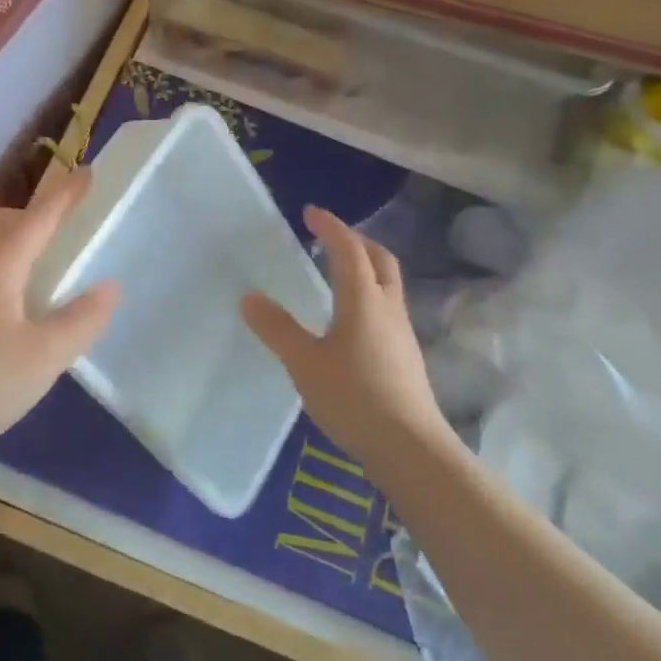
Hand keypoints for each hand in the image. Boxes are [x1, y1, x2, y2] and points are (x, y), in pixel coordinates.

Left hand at [0, 169, 117, 453]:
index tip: (88, 172)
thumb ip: (82, 319)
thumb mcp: (46, 356)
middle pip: (1, 221)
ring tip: (42, 265)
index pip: (38, 219)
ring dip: (14, 237)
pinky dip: (1, 261)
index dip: (65, 195)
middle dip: (34, 214)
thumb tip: (110, 286)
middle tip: (64, 231)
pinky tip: (13, 301)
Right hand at [241, 205, 445, 474]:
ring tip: (337, 274)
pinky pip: (387, 308)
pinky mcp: (406, 356)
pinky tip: (351, 320)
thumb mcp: (305, 363)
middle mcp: (388, 308)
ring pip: (388, 284)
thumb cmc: (354, 397)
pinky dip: (369, 295)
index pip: (349, 249)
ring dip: (366, 267)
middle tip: (329, 238)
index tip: (311, 212)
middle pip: (380, 259)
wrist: (411, 447)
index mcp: (364, 300)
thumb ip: (277, 329)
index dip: (331, 227)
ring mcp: (402, 332)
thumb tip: (249, 297)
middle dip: (356, 240)